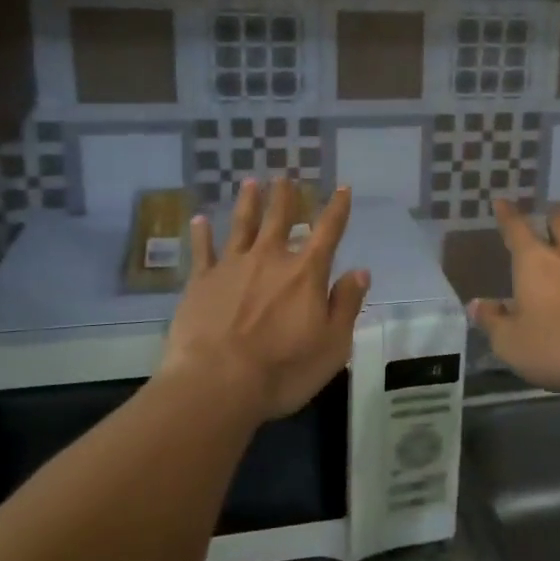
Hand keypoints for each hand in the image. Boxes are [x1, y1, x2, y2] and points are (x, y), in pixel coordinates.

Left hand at [161, 179, 370, 420]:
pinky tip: (199, 220)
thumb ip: (346, 305)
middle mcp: (270, 259)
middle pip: (280, 219)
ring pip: (242, 225)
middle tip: (285, 177)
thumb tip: (360, 271)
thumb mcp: (333, 345)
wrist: (217, 383)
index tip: (342, 188)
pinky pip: (202, 250)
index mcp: (306, 273)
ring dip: (248, 202)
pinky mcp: (200, 282)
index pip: (328, 232)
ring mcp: (232, 267)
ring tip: (251, 182)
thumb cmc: (283, 370)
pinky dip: (202, 234)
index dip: (337, 208)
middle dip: (285, 197)